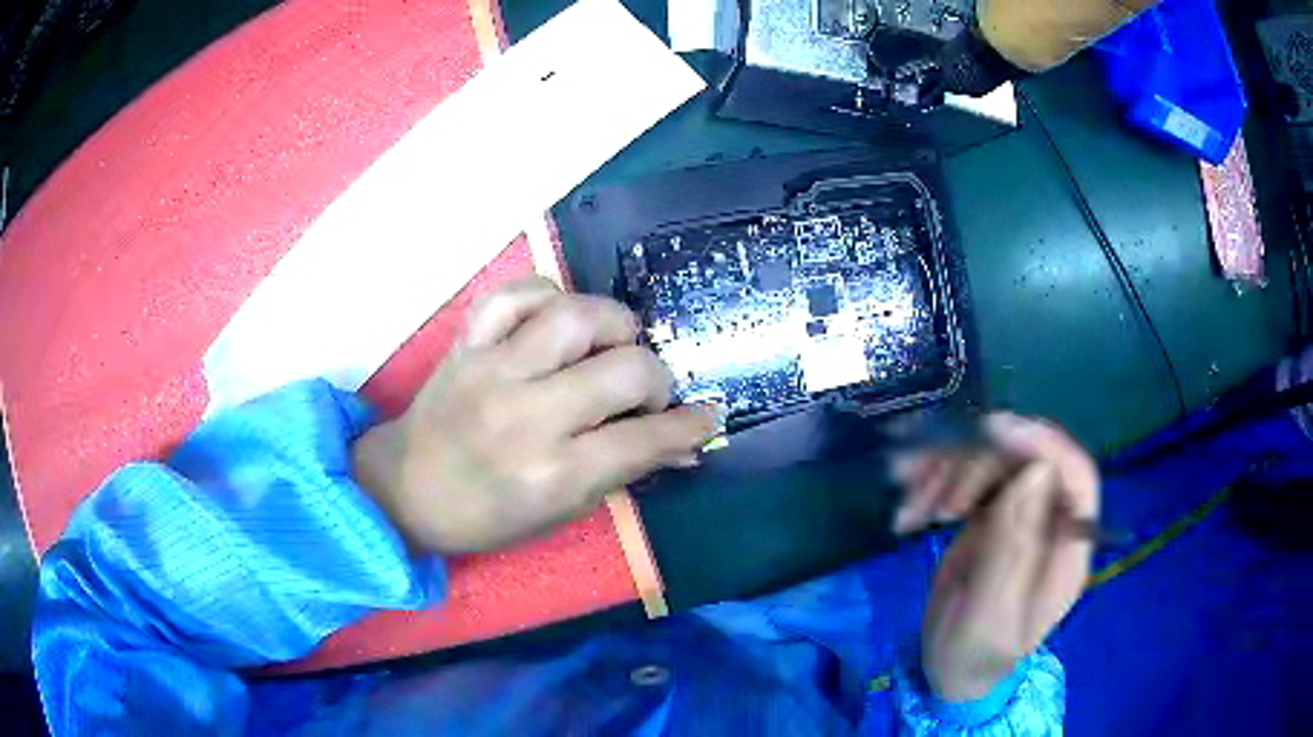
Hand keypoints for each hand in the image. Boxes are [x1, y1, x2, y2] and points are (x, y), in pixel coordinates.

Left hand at [353, 277, 720, 554]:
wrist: (407, 489)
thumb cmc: (487, 515)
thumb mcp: (561, 512)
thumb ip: (624, 471)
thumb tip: (685, 445)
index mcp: (552, 474)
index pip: (644, 439)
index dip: (688, 425)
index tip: (706, 415)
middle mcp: (527, 416)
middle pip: (625, 370)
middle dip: (657, 379)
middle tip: (648, 393)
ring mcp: (493, 370)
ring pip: (577, 316)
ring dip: (614, 325)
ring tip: (615, 344)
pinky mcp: (467, 343)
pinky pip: (516, 294)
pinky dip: (549, 295)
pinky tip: (560, 317)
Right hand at [894, 414, 1099, 701]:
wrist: (950, 675)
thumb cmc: (973, 659)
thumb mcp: (987, 620)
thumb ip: (1012, 552)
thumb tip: (1034, 472)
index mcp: (1066, 552)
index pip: (1075, 479)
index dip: (1043, 444)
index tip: (993, 431)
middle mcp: (1050, 523)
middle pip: (1026, 462)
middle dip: (978, 468)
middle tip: (935, 503)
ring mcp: (1021, 516)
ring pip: (993, 464)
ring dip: (947, 475)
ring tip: (910, 512)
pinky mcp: (991, 515)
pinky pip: (966, 480)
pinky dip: (934, 485)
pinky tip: (907, 511)